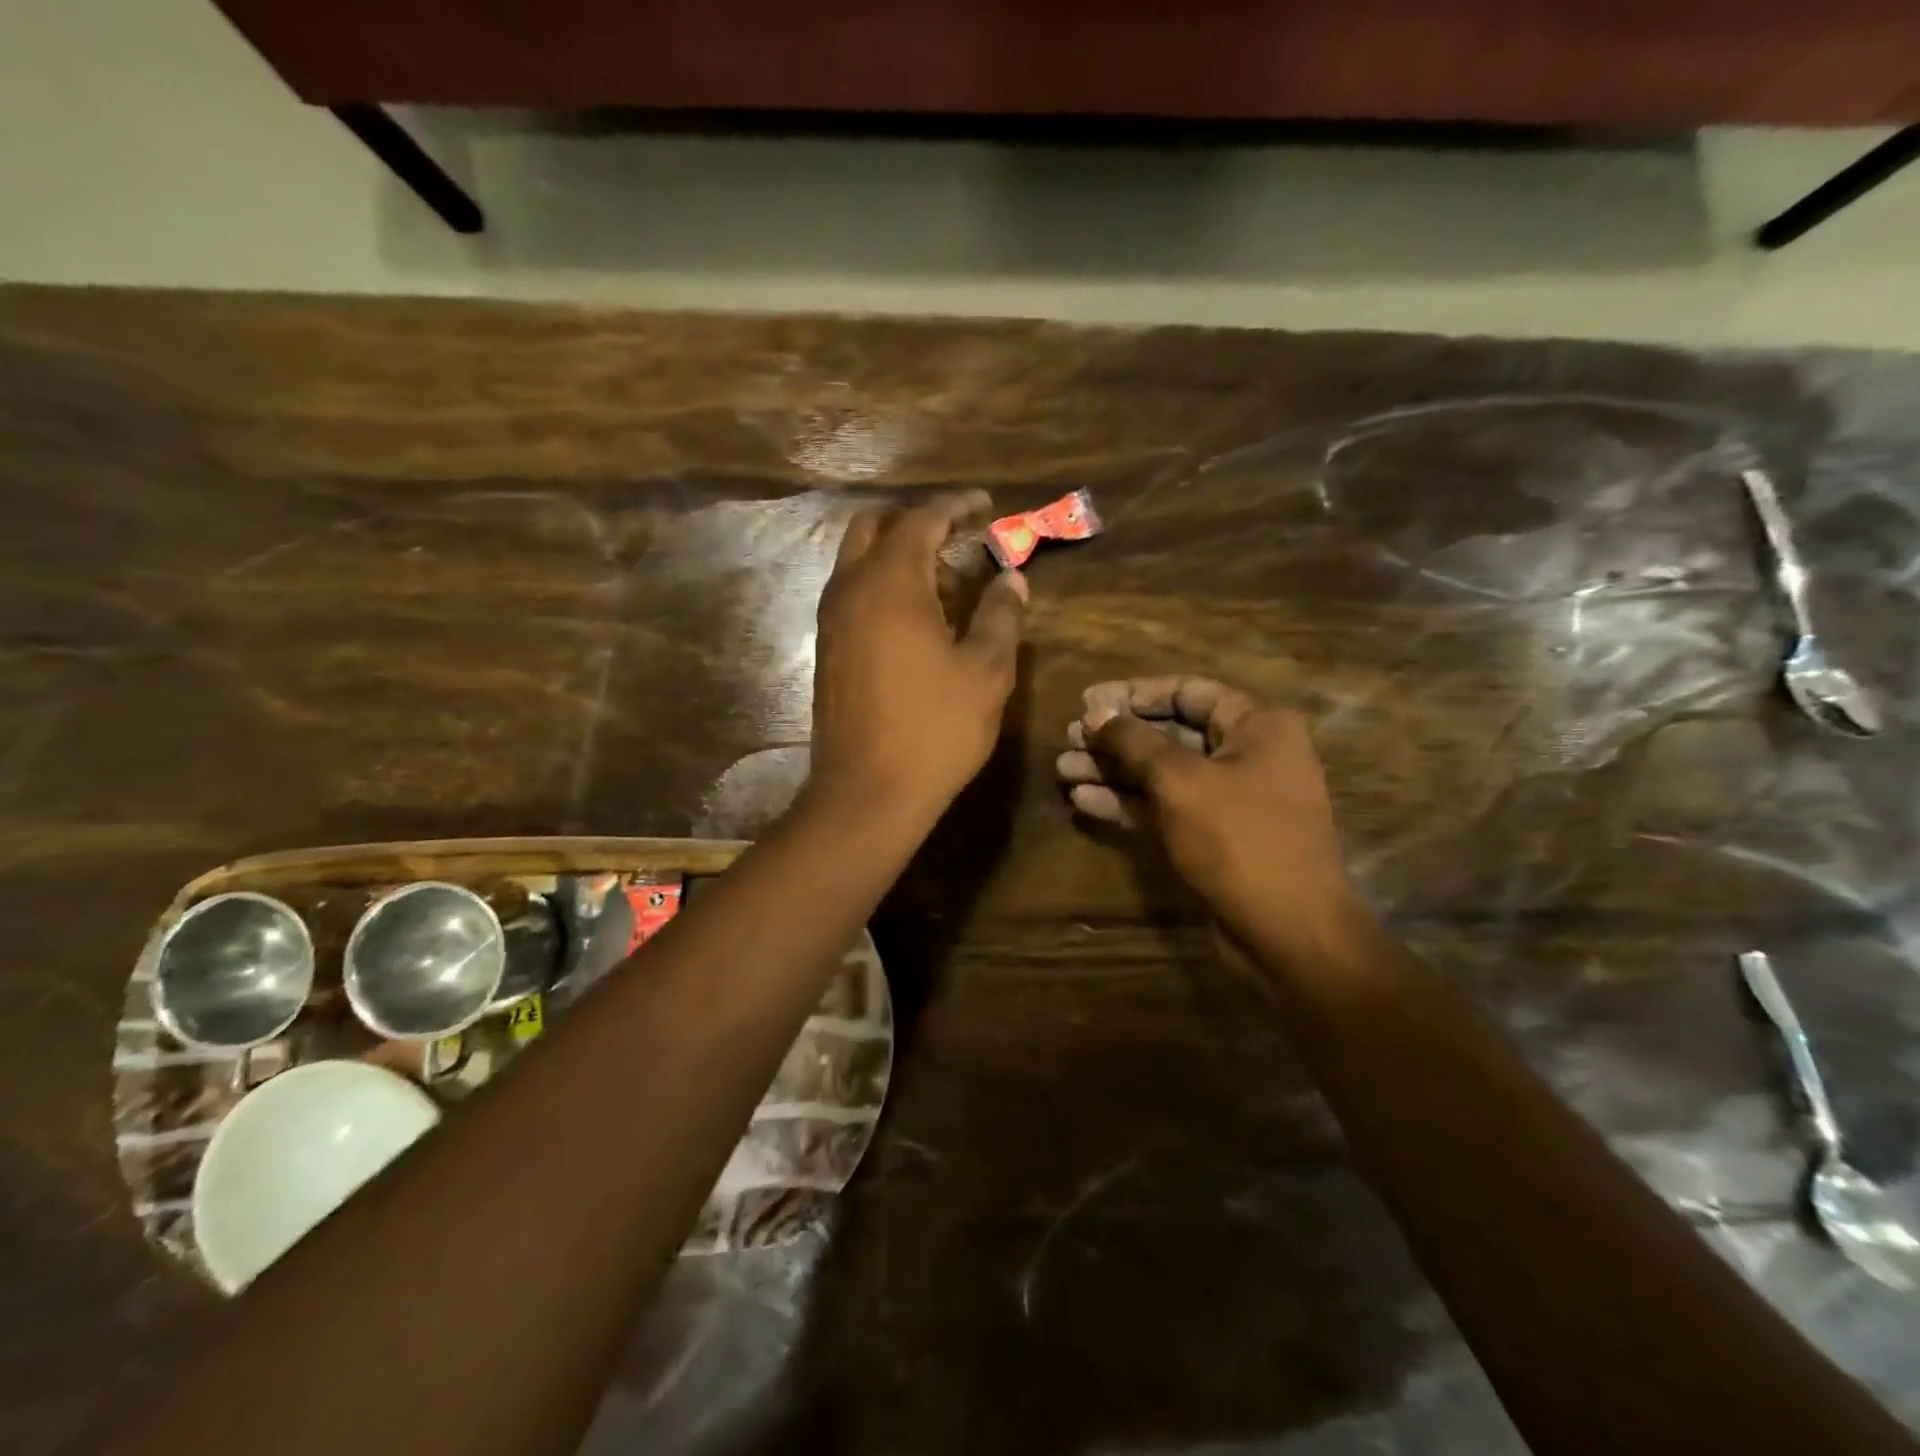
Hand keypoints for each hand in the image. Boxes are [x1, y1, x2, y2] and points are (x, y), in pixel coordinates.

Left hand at [811, 491, 1027, 820]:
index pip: (922, 518)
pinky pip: (852, 594)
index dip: (956, 506)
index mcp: (890, 582)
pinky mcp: (827, 650)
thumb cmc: (935, 729)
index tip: (986, 506)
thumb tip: (1011, 578)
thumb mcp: (986, 671)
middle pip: (875, 527)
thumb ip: (1001, 616)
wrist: (867, 792)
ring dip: (898, 556)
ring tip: (945, 582)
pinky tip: (917, 619)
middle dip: (918, 522)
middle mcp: (850, 588)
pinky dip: (882, 585)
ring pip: (858, 561)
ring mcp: (831, 620)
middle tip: (959, 540)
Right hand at [1057, 676, 1357, 937]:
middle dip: (1116, 737)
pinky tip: (1083, 800)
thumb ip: (1134, 741)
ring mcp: (1230, 799)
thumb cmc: (1239, 839)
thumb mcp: (1180, 781)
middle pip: (1170, 733)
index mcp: (1256, 725)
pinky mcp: (1214, 837)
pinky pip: (1166, 808)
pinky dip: (1128, 802)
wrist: (1288, 932)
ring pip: (1162, 774)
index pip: (1187, 691)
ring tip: (1063, 768)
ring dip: (1113, 770)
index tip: (1088, 701)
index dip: (1134, 694)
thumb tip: (1095, 712)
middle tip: (1069, 738)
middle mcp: (1247, 755)